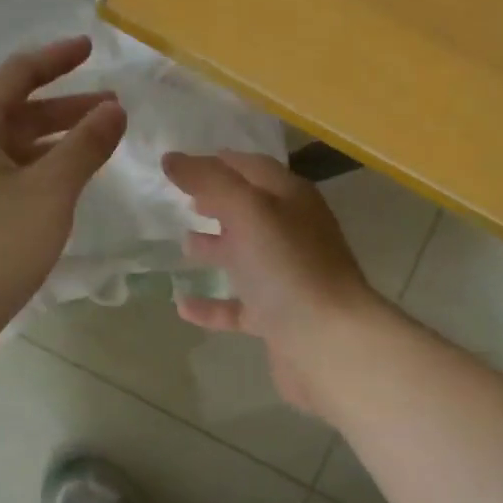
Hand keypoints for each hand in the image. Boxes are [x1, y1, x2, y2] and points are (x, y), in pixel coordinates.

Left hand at [0, 37, 125, 336]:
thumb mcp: (49, 189)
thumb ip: (85, 145)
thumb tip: (114, 109)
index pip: (18, 74)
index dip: (56, 59)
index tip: (91, 48)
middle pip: (19, 111)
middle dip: (67, 106)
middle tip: (113, 107)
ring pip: (16, 147)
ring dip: (58, 141)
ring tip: (100, 143)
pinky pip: (11, 176)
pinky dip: (43, 170)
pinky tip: (69, 183)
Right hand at [161, 151, 382, 413]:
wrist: (330, 345)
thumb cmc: (289, 267)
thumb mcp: (247, 211)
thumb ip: (210, 181)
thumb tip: (171, 158)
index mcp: (291, 199)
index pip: (251, 168)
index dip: (218, 163)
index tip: (181, 164)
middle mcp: (292, 233)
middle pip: (250, 210)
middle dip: (217, 202)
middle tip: (182, 199)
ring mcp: (286, 278)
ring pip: (246, 255)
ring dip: (216, 247)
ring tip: (182, 242)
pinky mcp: (277, 319)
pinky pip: (238, 306)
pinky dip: (212, 304)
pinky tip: (181, 305)